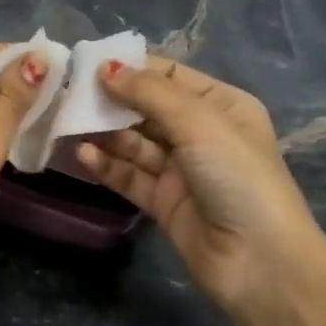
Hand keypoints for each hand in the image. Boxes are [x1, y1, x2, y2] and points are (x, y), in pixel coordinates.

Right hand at [75, 59, 325, 325]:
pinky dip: (107, 165)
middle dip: (111, 102)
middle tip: (67, 95)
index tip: (87, 64)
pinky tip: (82, 155)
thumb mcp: (199, 123)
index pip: (169, 76)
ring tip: (66, 124)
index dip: (131, 69)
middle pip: (147, 109)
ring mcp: (182, 170)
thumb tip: (106, 68)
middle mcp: (202, 134)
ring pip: (134, 144)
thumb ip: (150, 93)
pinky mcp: (164, 202)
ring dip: (103, 134)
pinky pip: (130, 176)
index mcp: (222, 106)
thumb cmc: (237, 177)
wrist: (259, 261)